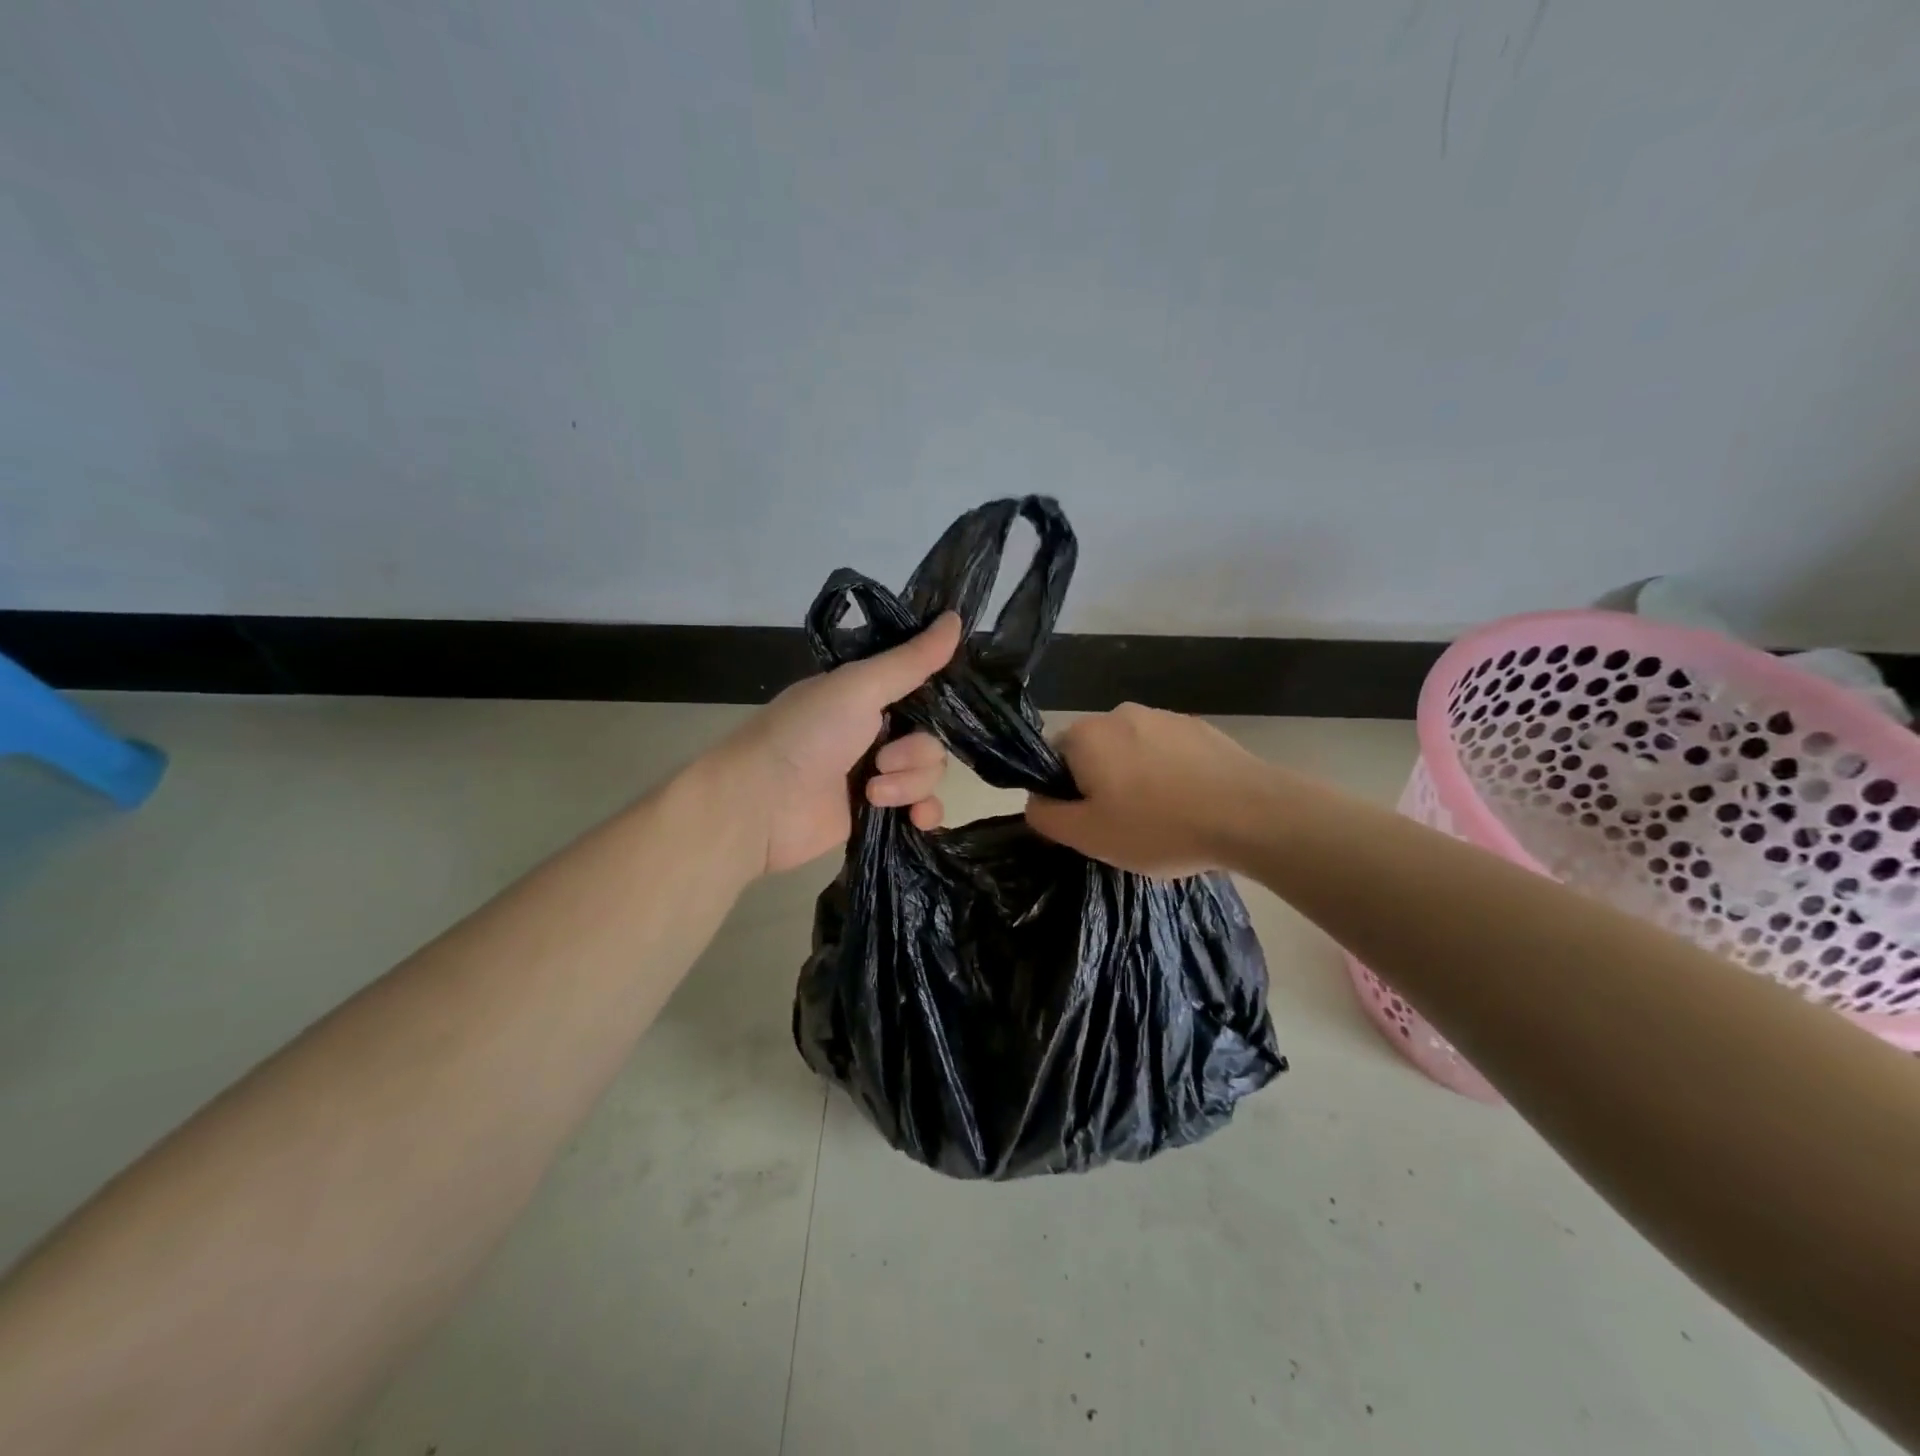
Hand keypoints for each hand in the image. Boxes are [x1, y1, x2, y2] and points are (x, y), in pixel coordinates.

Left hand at [721, 613, 962, 874]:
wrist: (762, 804)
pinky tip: (915, 819)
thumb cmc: (806, 734)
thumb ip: (910, 660)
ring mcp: (876, 775)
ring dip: (909, 784)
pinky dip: (923, 813)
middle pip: (931, 738)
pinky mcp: (877, 814)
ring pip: (928, 774)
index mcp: (866, 696)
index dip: (937, 700)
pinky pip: (923, 809)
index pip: (920, 691)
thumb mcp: (859, 686)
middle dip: (916, 753)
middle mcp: (874, 733)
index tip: (950, 704)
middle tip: (882, 760)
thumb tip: (957, 617)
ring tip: (872, 792)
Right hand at [1025, 702, 1263, 877]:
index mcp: (1086, 735)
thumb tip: (1034, 800)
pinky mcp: (1200, 728)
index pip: (1053, 759)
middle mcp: (1120, 713)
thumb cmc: (1159, 826)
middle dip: (1101, 785)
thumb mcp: (1089, 836)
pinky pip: (1167, 752)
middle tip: (1124, 825)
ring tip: (1163, 818)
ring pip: (1132, 752)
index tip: (1089, 822)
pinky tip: (1190, 804)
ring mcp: (1164, 717)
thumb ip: (1047, 817)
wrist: (1252, 814)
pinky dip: (1169, 774)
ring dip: (1136, 778)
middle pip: (1093, 752)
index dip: (1065, 793)